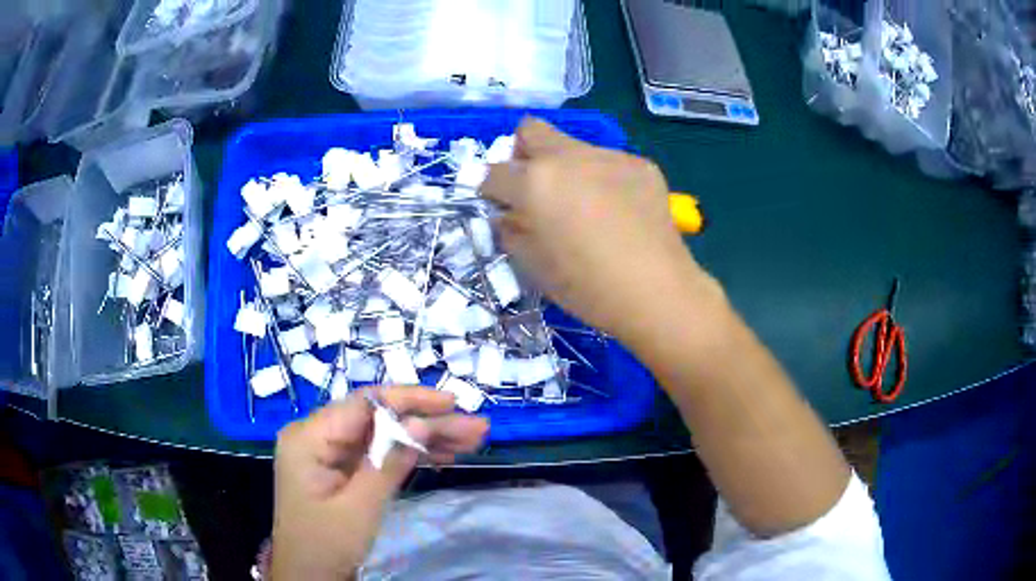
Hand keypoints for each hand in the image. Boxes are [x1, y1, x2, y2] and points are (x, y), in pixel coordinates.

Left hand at [270, 388, 488, 579]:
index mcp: (309, 437)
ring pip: (384, 435)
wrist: (308, 576)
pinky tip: (445, 456)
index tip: (451, 403)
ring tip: (471, 440)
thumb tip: (422, 422)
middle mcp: (318, 436)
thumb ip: (388, 462)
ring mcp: (331, 454)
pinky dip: (411, 456)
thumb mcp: (359, 507)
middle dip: (427, 423)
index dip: (410, 399)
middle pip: (378, 419)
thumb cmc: (326, 544)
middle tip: (474, 427)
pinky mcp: (343, 470)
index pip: (364, 404)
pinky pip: (379, 454)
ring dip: (426, 438)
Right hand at [481, 118, 718, 341]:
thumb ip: (511, 231)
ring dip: (566, 168)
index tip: (503, 207)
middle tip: (536, 188)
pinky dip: (602, 179)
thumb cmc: (587, 287)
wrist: (656, 291)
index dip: (492, 191)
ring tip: (586, 206)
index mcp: (535, 181)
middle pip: (531, 131)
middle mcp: (568, 156)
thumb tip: (508, 215)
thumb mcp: (533, 266)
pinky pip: (608, 162)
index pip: (494, 172)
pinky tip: (619, 211)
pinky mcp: (640, 165)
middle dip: (523, 155)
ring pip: (573, 147)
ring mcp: (609, 156)